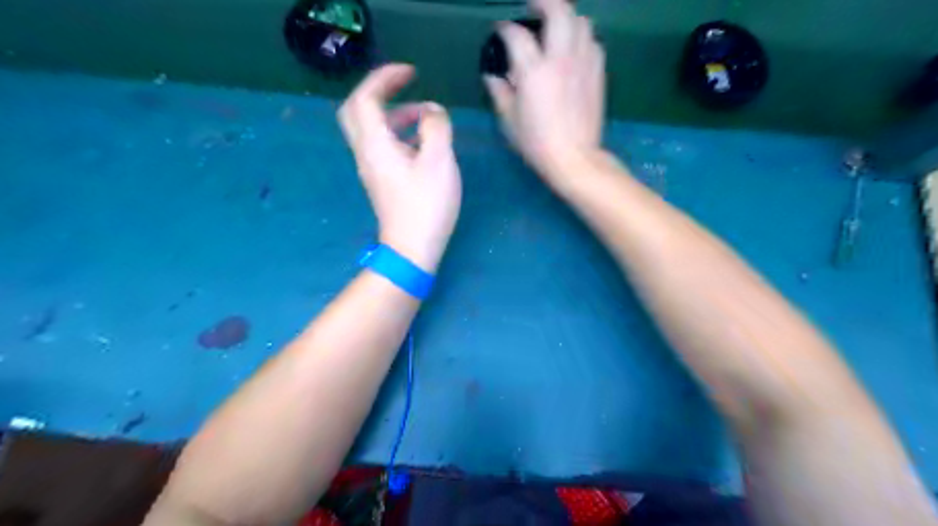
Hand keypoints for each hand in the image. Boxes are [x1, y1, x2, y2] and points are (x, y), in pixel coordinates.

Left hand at [342, 63, 463, 272]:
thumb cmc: (426, 205)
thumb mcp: (439, 161)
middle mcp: (366, 152)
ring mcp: (371, 168)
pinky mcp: (381, 180)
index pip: (365, 97)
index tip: (411, 72)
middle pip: (357, 110)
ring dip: (393, 113)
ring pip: (371, 128)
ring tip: (425, 115)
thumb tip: (432, 112)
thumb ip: (436, 127)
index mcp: (375, 144)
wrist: (412, 248)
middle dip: (379, 91)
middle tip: (406, 84)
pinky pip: (381, 145)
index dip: (384, 77)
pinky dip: (398, 132)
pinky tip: (422, 142)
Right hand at [484, 1, 607, 175]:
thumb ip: (500, 93)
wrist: (574, 158)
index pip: (517, 35)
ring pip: (581, 22)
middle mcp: (561, 59)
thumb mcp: (509, 121)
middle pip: (559, 10)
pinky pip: (593, 43)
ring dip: (567, 18)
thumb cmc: (537, 143)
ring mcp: (583, 64)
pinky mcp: (598, 74)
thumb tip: (492, 77)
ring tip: (556, 27)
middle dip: (544, 1)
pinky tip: (574, 50)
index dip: (505, 29)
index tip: (500, 30)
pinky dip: (582, 39)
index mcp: (534, 71)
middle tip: (533, 6)